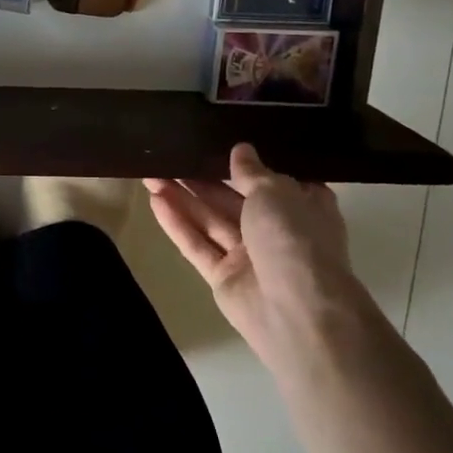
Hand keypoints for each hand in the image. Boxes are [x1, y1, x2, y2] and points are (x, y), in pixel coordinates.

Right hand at [145, 144, 364, 357]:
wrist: (297, 311)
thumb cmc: (295, 239)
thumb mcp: (275, 192)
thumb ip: (251, 171)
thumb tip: (241, 150)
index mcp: (302, 207)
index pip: (271, 180)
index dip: (244, 163)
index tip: (215, 142)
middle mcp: (277, 230)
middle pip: (232, 198)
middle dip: (201, 179)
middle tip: (168, 156)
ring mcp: (249, 256)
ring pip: (210, 220)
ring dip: (182, 198)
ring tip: (150, 174)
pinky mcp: (223, 277)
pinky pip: (198, 245)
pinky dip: (178, 224)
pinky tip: (155, 201)